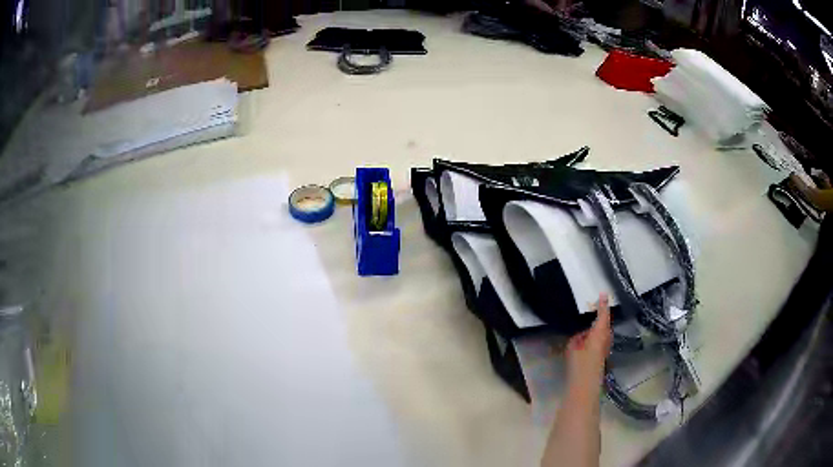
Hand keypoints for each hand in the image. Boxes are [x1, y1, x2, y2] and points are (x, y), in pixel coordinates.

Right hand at [565, 294, 611, 387]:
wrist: (586, 382)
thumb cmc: (579, 362)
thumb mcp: (573, 345)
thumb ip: (579, 336)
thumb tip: (584, 333)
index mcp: (600, 331)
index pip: (603, 314)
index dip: (603, 304)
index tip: (603, 294)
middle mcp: (606, 337)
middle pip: (605, 324)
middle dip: (600, 319)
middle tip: (593, 313)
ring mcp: (607, 346)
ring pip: (603, 333)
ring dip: (598, 330)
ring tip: (587, 332)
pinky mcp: (605, 355)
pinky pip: (601, 341)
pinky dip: (596, 339)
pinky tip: (587, 345)